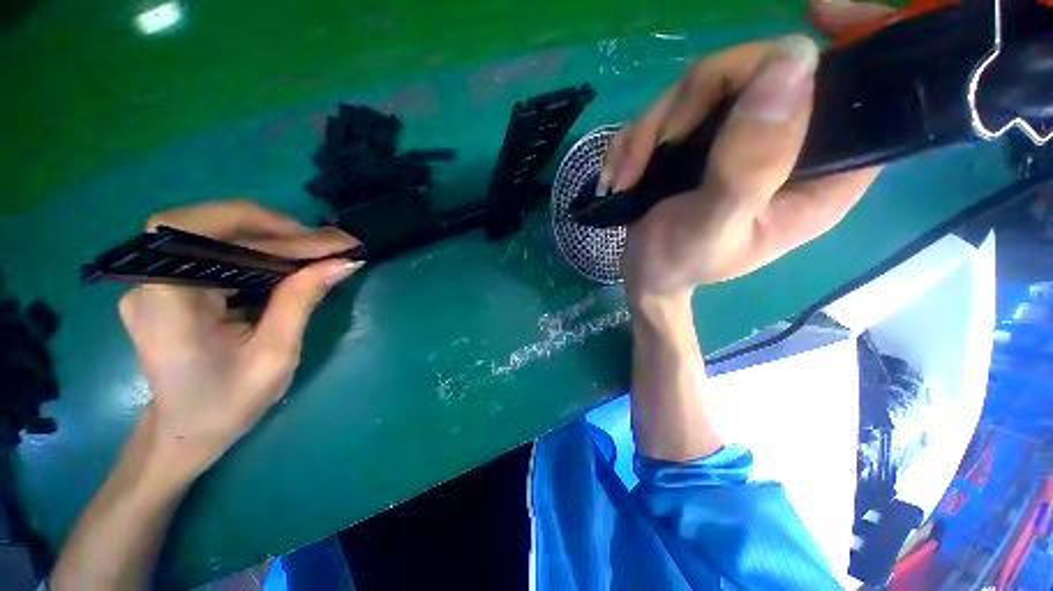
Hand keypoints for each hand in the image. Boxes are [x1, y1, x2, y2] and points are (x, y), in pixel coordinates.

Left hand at [118, 200, 362, 477]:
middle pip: (213, 231)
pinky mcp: (173, 286)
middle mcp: (151, 280)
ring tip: (319, 251)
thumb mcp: (274, 356)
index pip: (198, 230)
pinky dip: (261, 254)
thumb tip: (342, 263)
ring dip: (273, 241)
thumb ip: (301, 302)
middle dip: (278, 233)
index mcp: (164, 300)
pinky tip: (291, 263)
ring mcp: (158, 281)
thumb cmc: (226, 404)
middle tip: (331, 243)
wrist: (186, 432)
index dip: (258, 222)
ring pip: (219, 239)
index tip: (316, 237)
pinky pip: (220, 256)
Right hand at [606, 1, 893, 301]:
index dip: (858, 41)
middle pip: (760, 73)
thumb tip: (791, 62)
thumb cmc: (681, 263)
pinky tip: (622, 174)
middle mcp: (789, 145)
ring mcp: (739, 138)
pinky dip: (636, 140)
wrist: (646, 273)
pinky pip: (668, 111)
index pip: (864, 92)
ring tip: (626, 176)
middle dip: (692, 103)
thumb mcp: (713, 224)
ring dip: (649, 130)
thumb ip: (752, 162)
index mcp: (821, 175)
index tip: (818, 12)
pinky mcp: (702, 140)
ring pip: (702, 88)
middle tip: (656, 148)